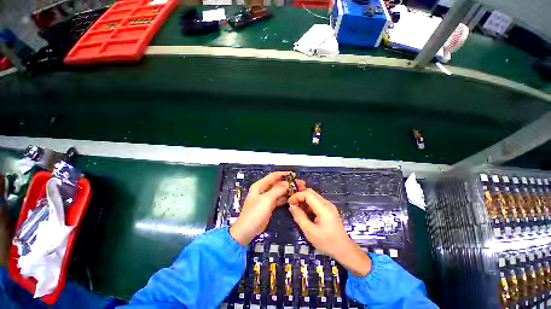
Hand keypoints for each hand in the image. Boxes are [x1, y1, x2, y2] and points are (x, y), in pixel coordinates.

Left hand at [230, 172, 305, 245]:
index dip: (283, 174)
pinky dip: (286, 198)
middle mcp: (263, 190)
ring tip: (300, 190)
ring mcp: (266, 198)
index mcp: (260, 186)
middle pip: (277, 183)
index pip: (273, 176)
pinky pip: (279, 199)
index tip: (294, 175)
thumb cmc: (254, 213)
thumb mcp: (266, 200)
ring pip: (279, 191)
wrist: (247, 231)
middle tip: (300, 184)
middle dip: (288, 183)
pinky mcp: (269, 206)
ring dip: (288, 190)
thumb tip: (287, 183)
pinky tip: (293, 197)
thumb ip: (277, 190)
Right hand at [288, 189, 371, 276]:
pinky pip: (316, 202)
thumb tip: (292, 206)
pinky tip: (305, 213)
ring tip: (298, 210)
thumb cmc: (327, 242)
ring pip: (313, 196)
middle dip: (300, 196)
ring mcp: (329, 205)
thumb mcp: (310, 232)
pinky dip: (309, 204)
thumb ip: (299, 217)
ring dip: (304, 200)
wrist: (344, 249)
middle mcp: (326, 203)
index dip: (297, 196)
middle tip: (293, 205)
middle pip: (310, 192)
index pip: (308, 194)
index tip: (290, 203)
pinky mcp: (329, 209)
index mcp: (323, 208)